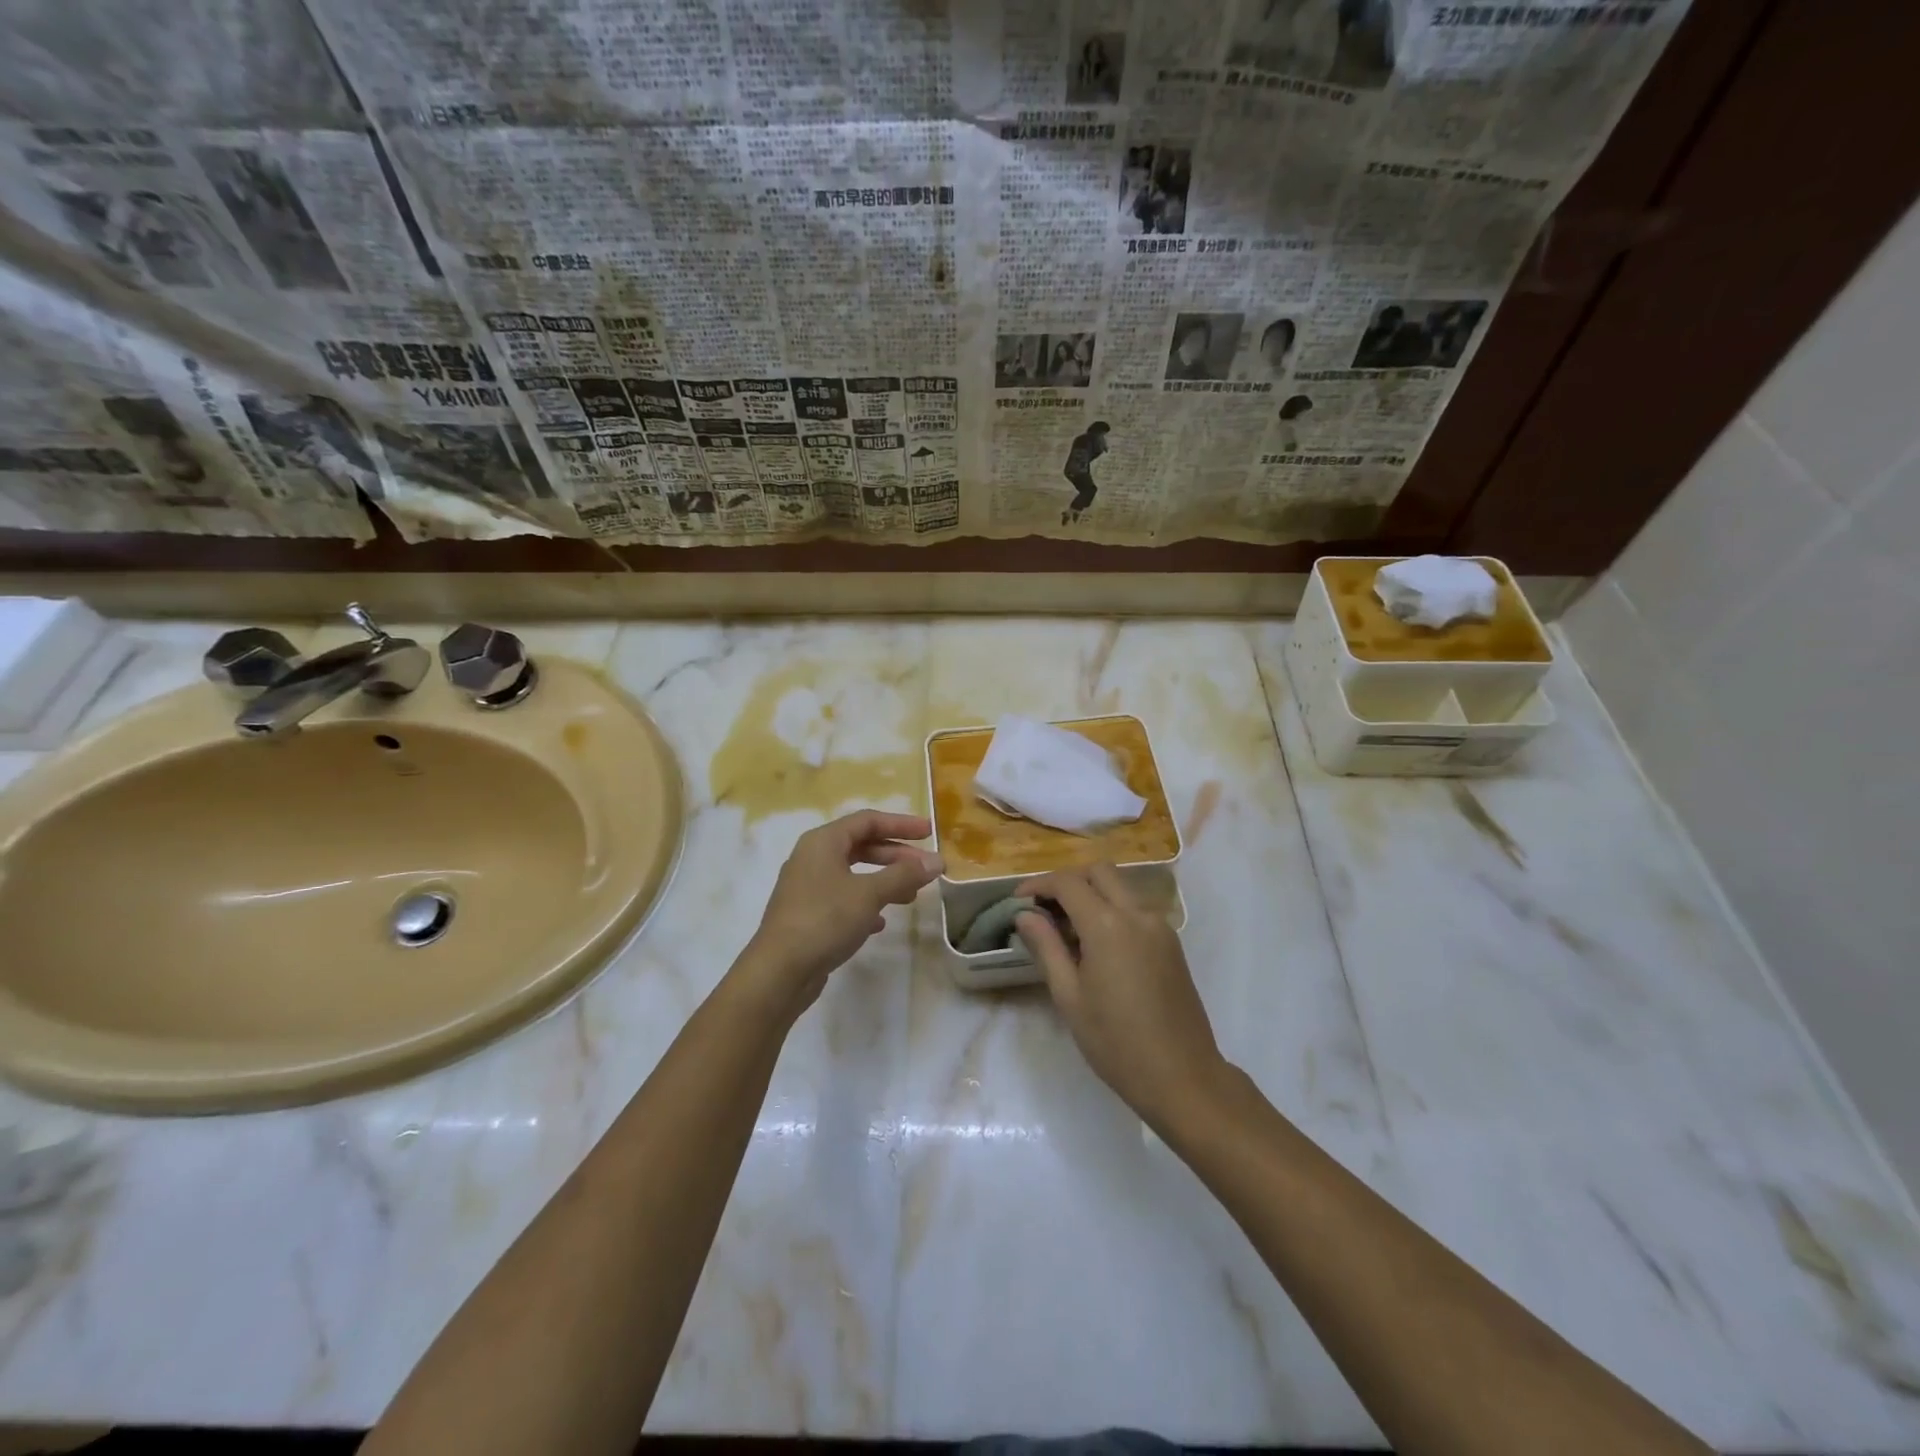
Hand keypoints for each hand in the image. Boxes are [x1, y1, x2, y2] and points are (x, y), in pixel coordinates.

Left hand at [737, 809, 941, 1018]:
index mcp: (823, 842)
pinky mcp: (807, 914)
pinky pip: (843, 898)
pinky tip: (881, 921)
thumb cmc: (825, 920)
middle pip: (861, 846)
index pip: (867, 821)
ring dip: (884, 880)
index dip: (901, 824)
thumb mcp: (869, 893)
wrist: (779, 971)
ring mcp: (807, 887)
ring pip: (854, 873)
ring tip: (911, 896)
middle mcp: (812, 858)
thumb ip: (904, 874)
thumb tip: (937, 860)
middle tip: (926, 868)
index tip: (929, 833)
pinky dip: (866, 903)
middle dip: (896, 856)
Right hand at [1016, 863, 1227, 1130]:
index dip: (1038, 885)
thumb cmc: (1116, 1042)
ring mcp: (1160, 926)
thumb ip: (1046, 947)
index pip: (1068, 883)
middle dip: (1068, 881)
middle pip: (1099, 872)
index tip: (1018, 901)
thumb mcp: (1069, 997)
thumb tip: (1025, 915)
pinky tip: (1097, 944)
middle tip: (1044, 908)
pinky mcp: (1172, 942)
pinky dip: (1112, 910)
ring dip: (1092, 893)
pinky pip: (1136, 909)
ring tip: (1067, 929)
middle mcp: (1137, 914)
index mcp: (1108, 925)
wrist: (1182, 1076)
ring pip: (1121, 888)